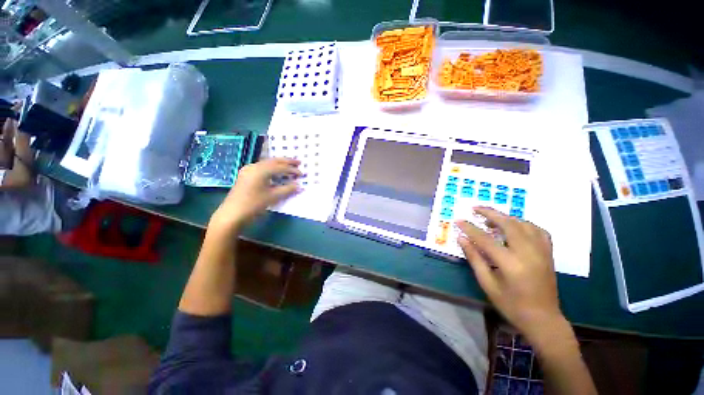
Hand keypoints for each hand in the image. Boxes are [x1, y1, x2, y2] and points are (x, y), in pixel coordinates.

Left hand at [209, 158, 301, 232]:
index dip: (292, 170)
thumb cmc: (254, 204)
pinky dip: (271, 168)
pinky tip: (275, 171)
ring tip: (289, 165)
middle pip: (273, 161)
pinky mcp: (245, 175)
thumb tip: (299, 186)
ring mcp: (248, 170)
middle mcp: (254, 166)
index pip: (281, 167)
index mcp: (261, 170)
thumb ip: (287, 190)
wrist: (232, 214)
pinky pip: (261, 167)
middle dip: (287, 161)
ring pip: (267, 163)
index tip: (302, 174)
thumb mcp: (273, 197)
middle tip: (298, 162)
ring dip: (279, 164)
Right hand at [456, 207, 564, 342]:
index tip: (458, 220)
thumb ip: (474, 259)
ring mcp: (542, 251)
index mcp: (510, 263)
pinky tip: (515, 226)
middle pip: (508, 224)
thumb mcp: (487, 284)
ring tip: (492, 218)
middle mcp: (528, 253)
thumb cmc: (511, 304)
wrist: (543, 319)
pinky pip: (538, 230)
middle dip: (490, 213)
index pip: (485, 238)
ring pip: (524, 224)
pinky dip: (524, 224)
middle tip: (475, 208)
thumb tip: (462, 239)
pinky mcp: (548, 253)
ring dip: (506, 217)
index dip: (469, 228)